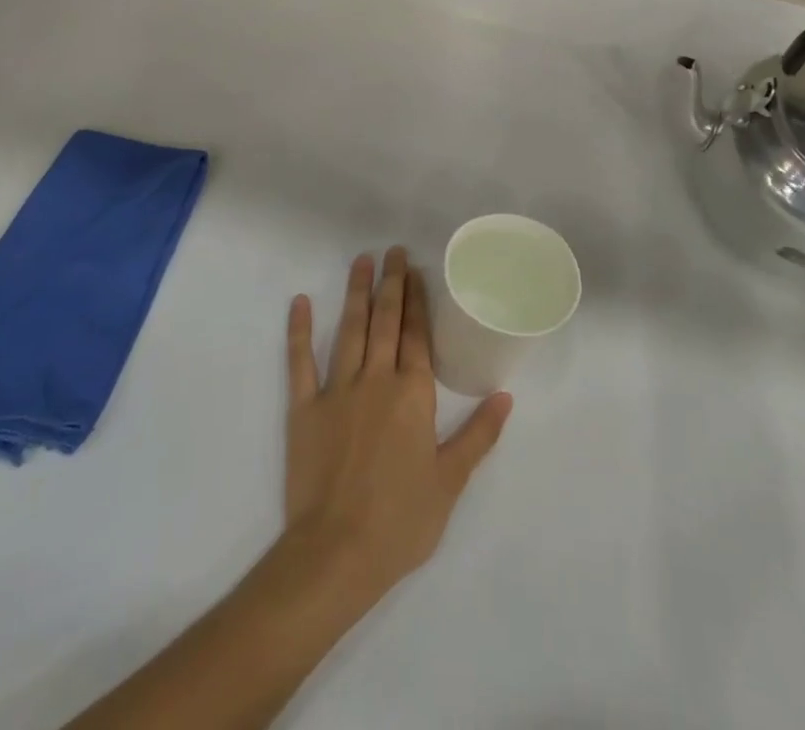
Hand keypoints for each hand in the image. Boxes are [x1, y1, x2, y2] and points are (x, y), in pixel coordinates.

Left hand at [282, 248, 511, 611]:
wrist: (336, 554)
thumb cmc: (400, 522)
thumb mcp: (450, 482)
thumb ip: (478, 435)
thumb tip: (505, 396)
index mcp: (412, 395)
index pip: (416, 335)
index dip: (417, 300)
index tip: (417, 271)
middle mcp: (376, 380)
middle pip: (385, 321)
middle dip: (391, 283)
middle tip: (393, 251)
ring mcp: (337, 390)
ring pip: (349, 329)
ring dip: (355, 293)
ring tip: (361, 261)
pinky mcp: (304, 408)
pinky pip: (300, 361)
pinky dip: (299, 330)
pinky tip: (300, 302)